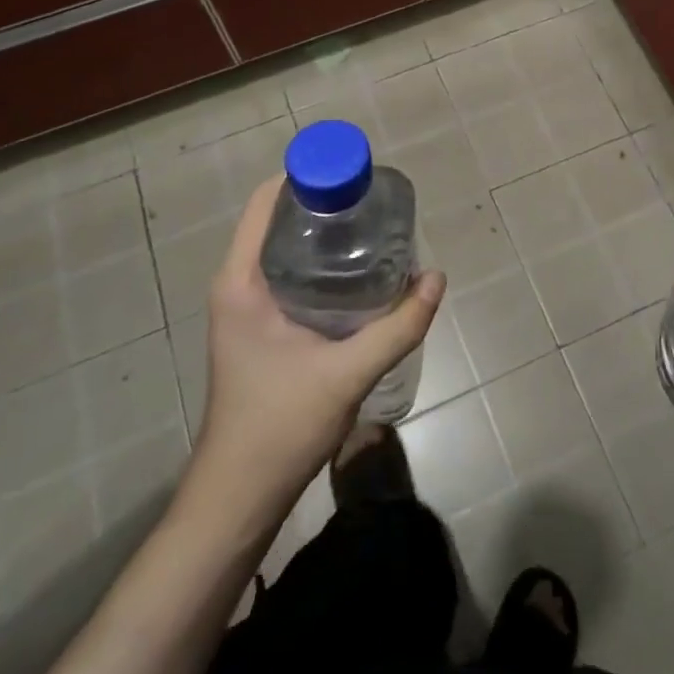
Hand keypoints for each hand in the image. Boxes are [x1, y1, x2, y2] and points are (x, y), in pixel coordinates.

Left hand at [195, 176, 444, 500]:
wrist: (239, 497)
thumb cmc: (280, 427)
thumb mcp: (347, 373)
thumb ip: (397, 326)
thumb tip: (436, 278)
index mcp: (241, 281)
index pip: (268, 201)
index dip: (309, 176)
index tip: (355, 176)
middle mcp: (237, 284)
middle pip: (279, 219)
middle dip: (325, 202)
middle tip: (374, 203)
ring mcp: (245, 306)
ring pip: (284, 246)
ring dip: (323, 232)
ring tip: (372, 228)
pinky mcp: (258, 326)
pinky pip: (287, 272)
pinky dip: (319, 260)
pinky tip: (356, 272)